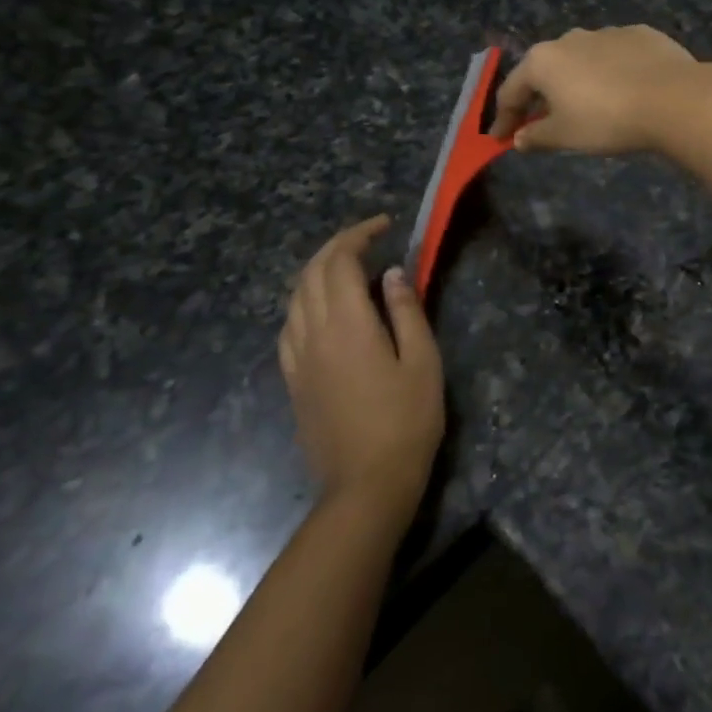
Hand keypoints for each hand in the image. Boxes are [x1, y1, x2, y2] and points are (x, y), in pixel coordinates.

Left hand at [277, 217, 444, 524]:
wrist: (365, 485)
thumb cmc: (406, 421)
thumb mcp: (422, 362)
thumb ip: (405, 311)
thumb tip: (391, 273)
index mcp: (346, 325)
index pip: (340, 261)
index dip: (359, 235)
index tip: (384, 226)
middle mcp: (312, 333)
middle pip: (311, 273)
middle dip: (337, 246)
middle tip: (369, 239)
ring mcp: (296, 358)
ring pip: (295, 297)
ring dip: (318, 270)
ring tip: (348, 267)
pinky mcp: (292, 380)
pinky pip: (289, 325)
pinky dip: (305, 301)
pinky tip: (323, 310)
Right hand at [490, 25, 697, 154]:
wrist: (673, 98)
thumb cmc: (607, 120)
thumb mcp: (566, 136)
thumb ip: (537, 136)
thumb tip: (519, 138)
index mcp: (543, 60)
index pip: (511, 91)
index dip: (504, 118)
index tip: (501, 138)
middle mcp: (570, 38)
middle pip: (545, 70)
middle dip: (540, 96)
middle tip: (540, 121)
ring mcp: (607, 32)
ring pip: (581, 59)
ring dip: (577, 81)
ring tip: (586, 105)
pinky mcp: (641, 34)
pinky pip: (615, 55)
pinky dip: (610, 72)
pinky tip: (623, 89)